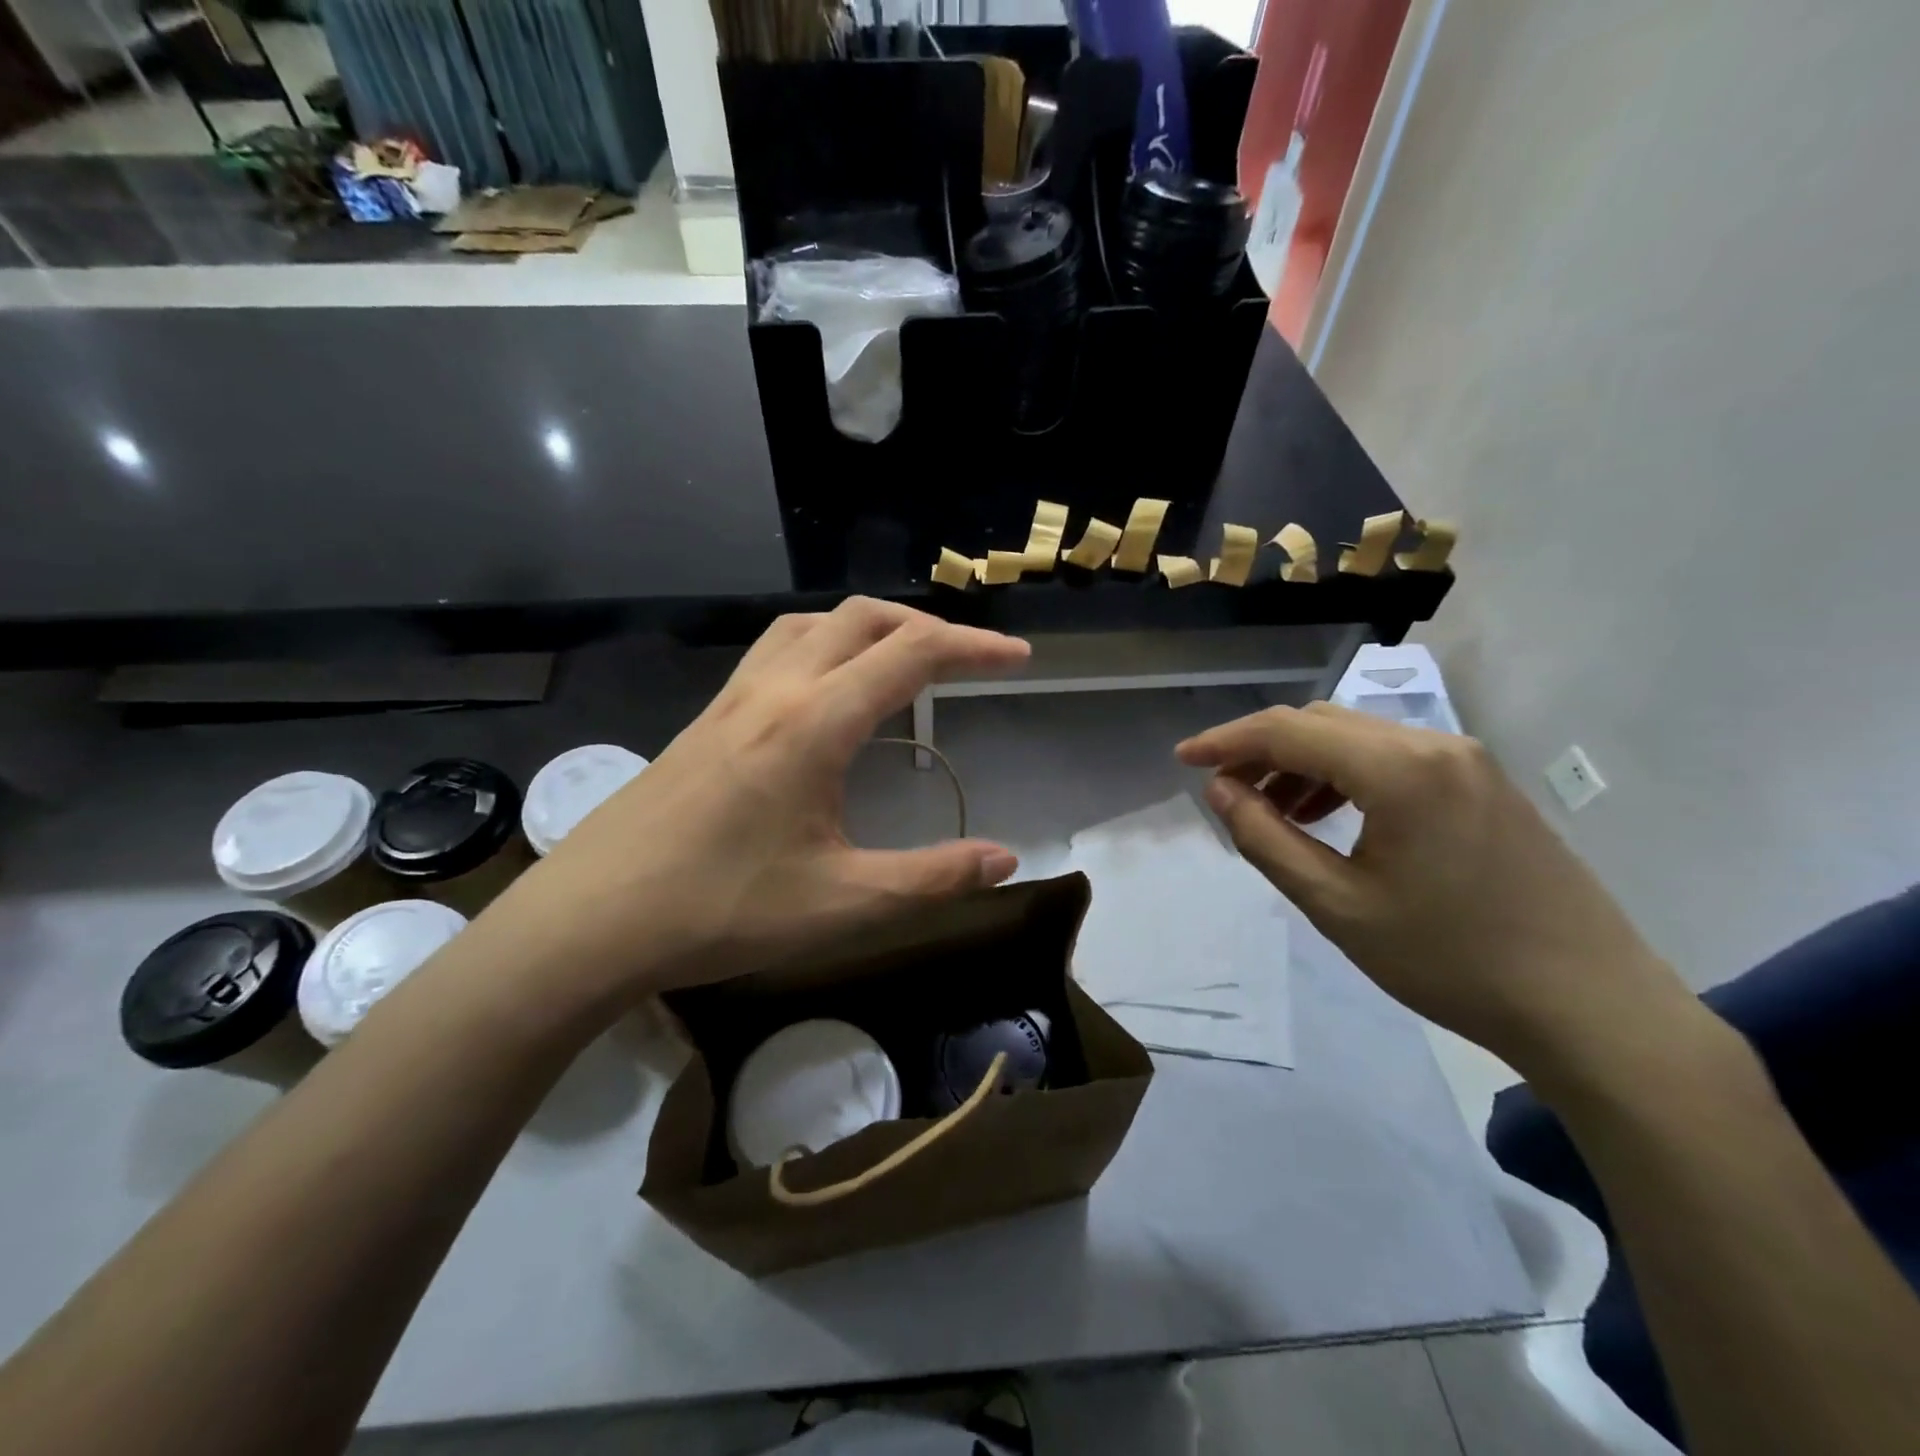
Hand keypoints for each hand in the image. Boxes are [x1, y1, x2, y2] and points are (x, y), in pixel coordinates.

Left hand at [487, 599, 1029, 1018]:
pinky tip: (826, 690)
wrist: (590, 921)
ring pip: (812, 624)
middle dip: (926, 625)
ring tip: (902, 660)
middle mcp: (774, 690)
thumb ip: (932, 878)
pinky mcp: (705, 718)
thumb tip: (1005, 859)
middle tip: (969, 658)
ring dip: (869, 626)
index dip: (973, 648)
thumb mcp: (842, 903)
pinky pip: (776, 650)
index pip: (911, 655)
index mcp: (814, 723)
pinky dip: (823, 644)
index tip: (1018, 657)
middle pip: (861, 618)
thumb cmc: (719, 911)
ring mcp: (731, 699)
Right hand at [1177, 702, 1698, 1078]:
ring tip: (1270, 809)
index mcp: (1398, 769)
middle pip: (1321, 723)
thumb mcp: (1337, 905)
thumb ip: (1266, 839)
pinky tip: (1329, 815)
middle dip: (1261, 749)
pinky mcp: (1484, 784)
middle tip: (1222, 790)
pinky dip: (1344, 774)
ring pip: (1357, 738)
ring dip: (1302, 762)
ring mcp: (1466, 761)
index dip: (1227, 741)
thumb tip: (1221, 790)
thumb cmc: (1450, 961)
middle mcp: (1434, 745)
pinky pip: (1393, 758)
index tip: (1183, 759)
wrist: (1592, 1008)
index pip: (1289, 730)